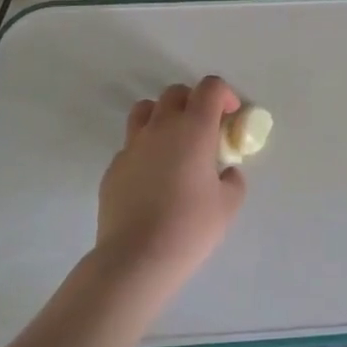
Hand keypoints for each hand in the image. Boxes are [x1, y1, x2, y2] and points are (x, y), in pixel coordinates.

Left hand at [94, 76, 246, 291]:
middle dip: (193, 102)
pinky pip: (131, 145)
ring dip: (163, 117)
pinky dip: (145, 150)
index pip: (210, 87)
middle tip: (204, 129)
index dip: (224, 94)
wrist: (137, 258)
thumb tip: (224, 172)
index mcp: (194, 128)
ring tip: (173, 144)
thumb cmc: (190, 227)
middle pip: (176, 92)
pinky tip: (152, 179)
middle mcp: (161, 127)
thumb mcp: (228, 204)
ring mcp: (132, 145)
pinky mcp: (113, 168)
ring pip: (145, 110)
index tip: (230, 115)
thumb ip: (232, 179)